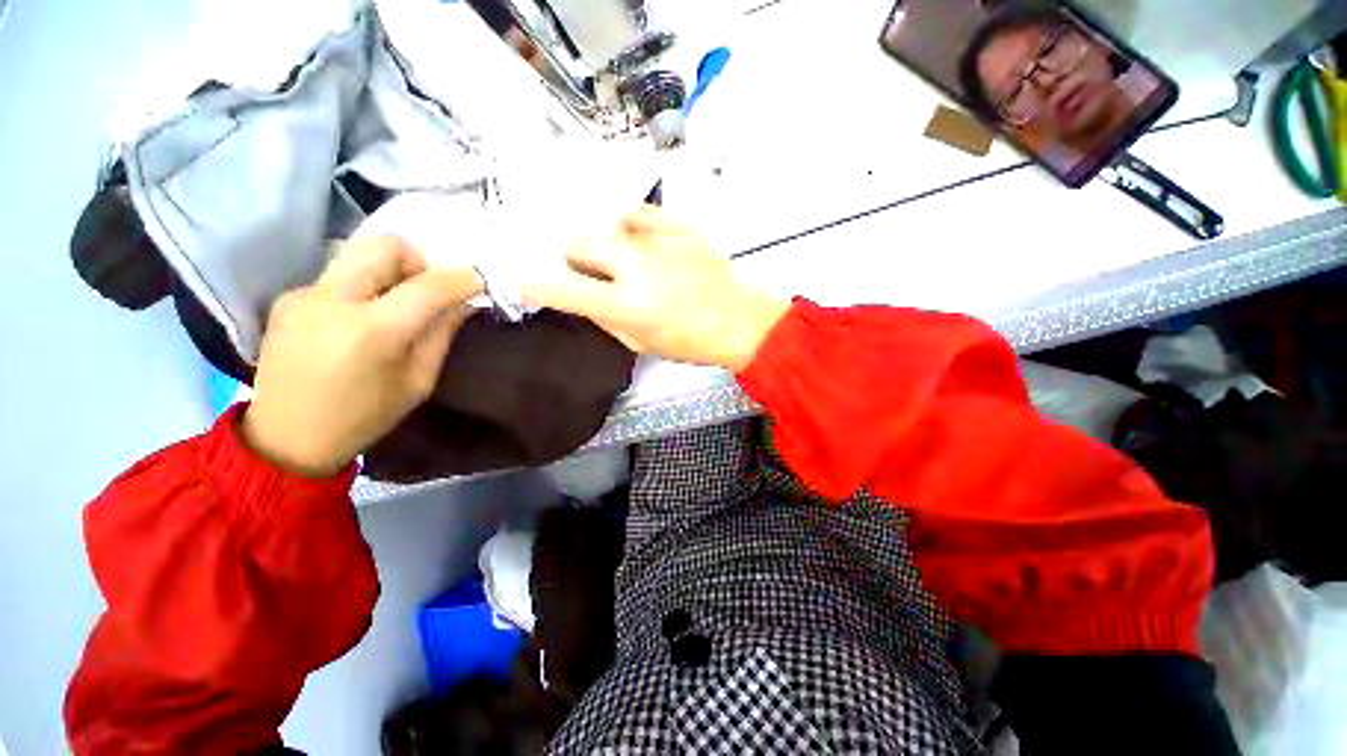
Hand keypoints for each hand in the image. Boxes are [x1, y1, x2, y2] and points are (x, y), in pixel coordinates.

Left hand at [241, 235, 483, 476]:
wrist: (286, 438)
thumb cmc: (364, 417)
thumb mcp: (418, 381)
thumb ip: (442, 334)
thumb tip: (464, 303)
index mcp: (372, 331)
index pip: (429, 286)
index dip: (463, 279)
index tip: (482, 282)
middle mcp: (333, 300)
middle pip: (385, 245)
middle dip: (419, 261)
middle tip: (429, 290)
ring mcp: (304, 294)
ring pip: (359, 253)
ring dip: (390, 270)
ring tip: (397, 304)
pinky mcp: (288, 297)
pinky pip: (339, 275)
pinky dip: (364, 286)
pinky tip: (361, 319)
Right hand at [522, 206, 790, 370]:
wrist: (740, 321)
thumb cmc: (691, 342)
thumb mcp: (641, 344)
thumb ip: (606, 319)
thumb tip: (584, 297)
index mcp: (629, 305)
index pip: (568, 290)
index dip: (539, 285)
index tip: (526, 280)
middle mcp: (639, 268)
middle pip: (580, 240)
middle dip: (574, 255)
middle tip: (590, 268)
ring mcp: (661, 242)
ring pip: (608, 222)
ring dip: (606, 241)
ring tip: (626, 257)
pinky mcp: (681, 227)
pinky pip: (641, 213)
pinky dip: (634, 225)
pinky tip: (643, 240)